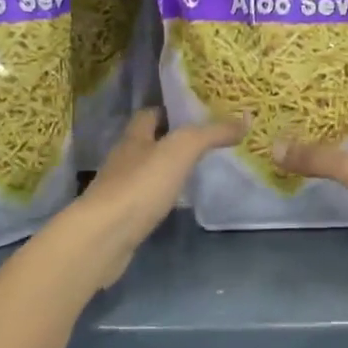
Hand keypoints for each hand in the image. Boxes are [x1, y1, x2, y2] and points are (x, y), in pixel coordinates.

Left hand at [64, 109, 241, 286]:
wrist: (104, 236)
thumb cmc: (141, 185)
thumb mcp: (181, 150)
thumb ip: (211, 134)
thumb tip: (244, 120)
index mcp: (134, 138)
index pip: (149, 114)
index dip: (170, 111)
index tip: (196, 114)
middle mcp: (123, 160)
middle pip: (146, 143)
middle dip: (170, 141)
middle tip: (204, 144)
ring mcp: (118, 190)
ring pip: (145, 172)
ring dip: (165, 171)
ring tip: (195, 172)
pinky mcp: (120, 218)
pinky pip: (143, 200)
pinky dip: (159, 198)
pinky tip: (176, 204)